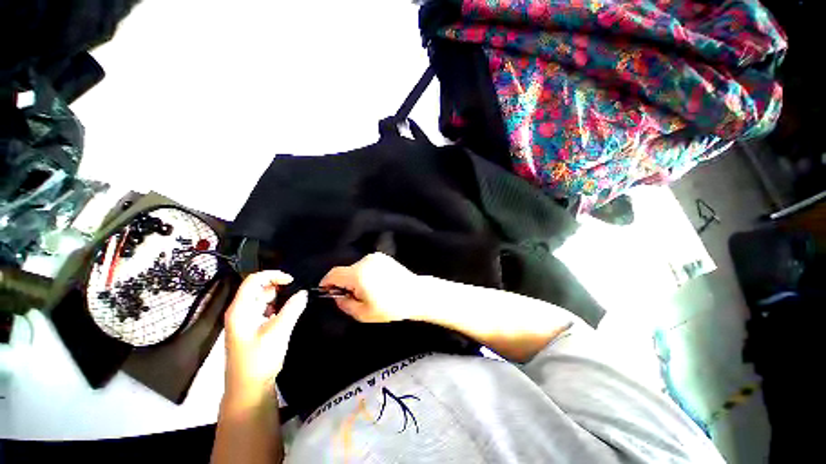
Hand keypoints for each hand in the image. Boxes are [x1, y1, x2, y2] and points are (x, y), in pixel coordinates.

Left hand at [223, 271, 307, 395]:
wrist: (248, 389)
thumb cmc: (260, 359)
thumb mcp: (279, 331)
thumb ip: (292, 309)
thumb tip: (303, 292)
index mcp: (240, 310)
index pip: (253, 281)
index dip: (272, 275)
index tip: (292, 280)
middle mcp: (240, 311)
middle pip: (257, 288)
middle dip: (276, 285)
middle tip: (295, 290)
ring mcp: (244, 320)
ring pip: (261, 298)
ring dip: (277, 296)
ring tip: (292, 300)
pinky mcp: (251, 328)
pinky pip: (263, 309)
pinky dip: (275, 306)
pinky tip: (285, 311)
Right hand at [320, 253, 420, 322]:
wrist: (416, 294)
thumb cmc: (390, 306)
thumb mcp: (363, 313)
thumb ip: (345, 304)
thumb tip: (337, 297)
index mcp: (358, 274)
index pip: (334, 274)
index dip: (327, 282)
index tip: (326, 291)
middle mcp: (365, 261)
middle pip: (346, 271)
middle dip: (345, 284)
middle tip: (354, 298)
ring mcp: (376, 257)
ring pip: (357, 268)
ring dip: (357, 279)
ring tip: (370, 292)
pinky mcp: (384, 257)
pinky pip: (368, 266)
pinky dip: (367, 274)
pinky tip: (378, 284)